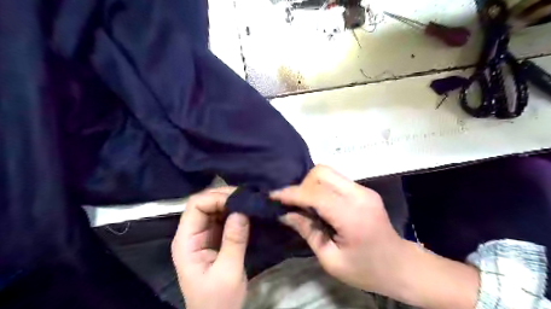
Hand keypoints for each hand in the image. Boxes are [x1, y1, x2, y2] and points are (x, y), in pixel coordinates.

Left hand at [171, 187, 249, 308]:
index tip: (240, 201)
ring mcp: (203, 235)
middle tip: (249, 197)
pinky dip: (235, 211)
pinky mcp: (215, 238)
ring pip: (215, 208)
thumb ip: (234, 241)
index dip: (216, 198)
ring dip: (232, 202)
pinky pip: (223, 217)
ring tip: (251, 201)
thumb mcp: (228, 273)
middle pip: (204, 203)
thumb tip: (241, 211)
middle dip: (226, 196)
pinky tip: (248, 211)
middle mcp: (192, 233)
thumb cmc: (218, 301)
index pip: (196, 206)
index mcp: (186, 241)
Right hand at [269, 165, 402, 295]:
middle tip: (295, 204)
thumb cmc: (366, 270)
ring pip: (328, 172)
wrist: (401, 266)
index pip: (316, 194)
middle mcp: (359, 195)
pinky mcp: (364, 190)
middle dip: (302, 185)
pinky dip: (322, 187)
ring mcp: (364, 190)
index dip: (292, 193)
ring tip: (305, 204)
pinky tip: (319, 203)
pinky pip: (336, 179)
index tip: (273, 196)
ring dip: (311, 184)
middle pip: (322, 172)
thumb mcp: (331, 260)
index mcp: (352, 216)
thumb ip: (308, 232)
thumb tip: (285, 214)